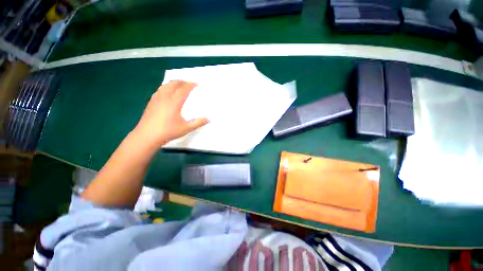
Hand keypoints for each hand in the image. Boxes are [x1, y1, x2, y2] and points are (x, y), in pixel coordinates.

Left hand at [134, 80, 208, 147]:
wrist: (147, 136)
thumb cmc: (168, 131)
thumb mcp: (186, 128)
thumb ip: (198, 122)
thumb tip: (208, 119)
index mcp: (174, 102)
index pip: (183, 89)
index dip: (190, 85)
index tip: (197, 84)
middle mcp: (165, 97)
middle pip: (173, 84)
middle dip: (182, 81)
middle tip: (189, 83)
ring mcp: (156, 99)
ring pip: (165, 85)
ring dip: (174, 83)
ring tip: (180, 85)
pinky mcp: (151, 102)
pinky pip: (160, 90)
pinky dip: (166, 87)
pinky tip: (168, 92)